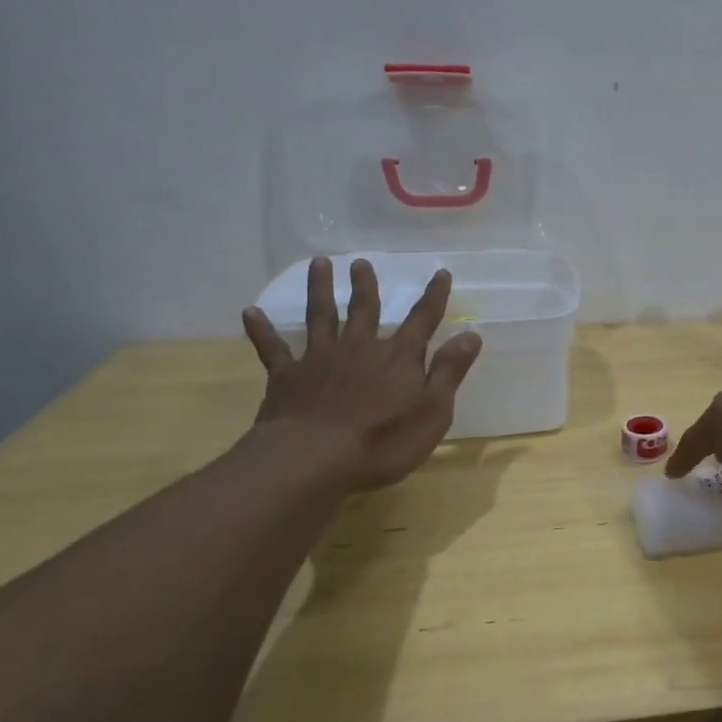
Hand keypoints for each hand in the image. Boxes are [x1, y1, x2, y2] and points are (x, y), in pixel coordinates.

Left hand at [240, 257, 482, 490]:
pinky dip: (261, 330)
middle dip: (365, 286)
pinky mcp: (287, 377)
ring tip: (318, 264)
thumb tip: (471, 334)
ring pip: (320, 316)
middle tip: (361, 262)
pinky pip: (273, 348)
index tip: (440, 272)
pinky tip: (250, 313)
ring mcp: (320, 359)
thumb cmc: (383, 441)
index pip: (422, 320)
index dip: (433, 296)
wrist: (313, 459)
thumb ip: (449, 371)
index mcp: (398, 357)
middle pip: (364, 309)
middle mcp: (359, 347)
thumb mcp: (433, 411)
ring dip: (320, 289)